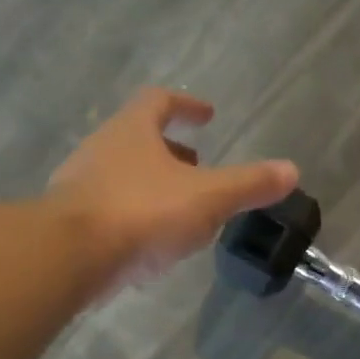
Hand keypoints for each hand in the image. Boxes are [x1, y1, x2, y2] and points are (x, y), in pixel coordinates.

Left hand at [49, 88, 297, 292]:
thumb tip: (291, 170)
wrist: (69, 257)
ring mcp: (79, 185)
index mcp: (133, 130)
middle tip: (198, 165)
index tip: (207, 115)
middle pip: (138, 138)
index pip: (159, 102)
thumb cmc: (142, 213)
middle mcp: (101, 149)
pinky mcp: (68, 222)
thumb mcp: (208, 197)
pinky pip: (108, 209)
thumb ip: (249, 184)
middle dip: (170, 151)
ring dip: (151, 184)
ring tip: (180, 208)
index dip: (186, 105)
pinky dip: (133, 216)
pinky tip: (150, 243)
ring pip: (121, 174)